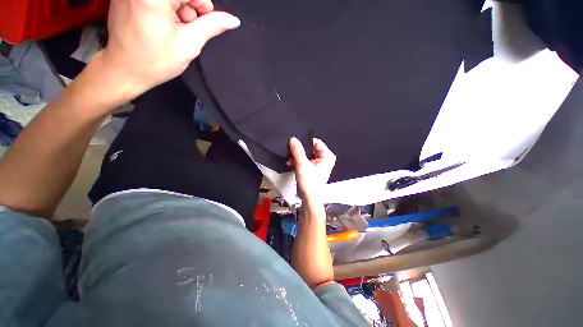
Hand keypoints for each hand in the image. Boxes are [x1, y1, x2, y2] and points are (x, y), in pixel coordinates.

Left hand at [102, 0, 239, 97]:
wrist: (124, 69)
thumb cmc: (157, 61)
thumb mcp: (189, 44)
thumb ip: (211, 26)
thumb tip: (233, 20)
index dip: (202, 5)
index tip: (201, 22)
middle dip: (188, 6)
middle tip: (184, 27)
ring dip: (176, 6)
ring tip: (171, 27)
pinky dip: (163, 6)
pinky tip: (160, 20)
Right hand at [289, 137, 335, 202]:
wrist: (309, 198)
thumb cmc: (311, 186)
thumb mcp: (302, 165)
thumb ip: (297, 151)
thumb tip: (294, 140)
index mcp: (327, 156)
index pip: (316, 142)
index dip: (305, 143)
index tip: (296, 146)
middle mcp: (324, 159)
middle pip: (310, 148)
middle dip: (299, 152)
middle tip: (293, 155)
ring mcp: (319, 164)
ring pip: (306, 154)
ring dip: (297, 157)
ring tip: (292, 161)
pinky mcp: (313, 168)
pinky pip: (305, 160)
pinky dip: (298, 162)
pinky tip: (293, 164)